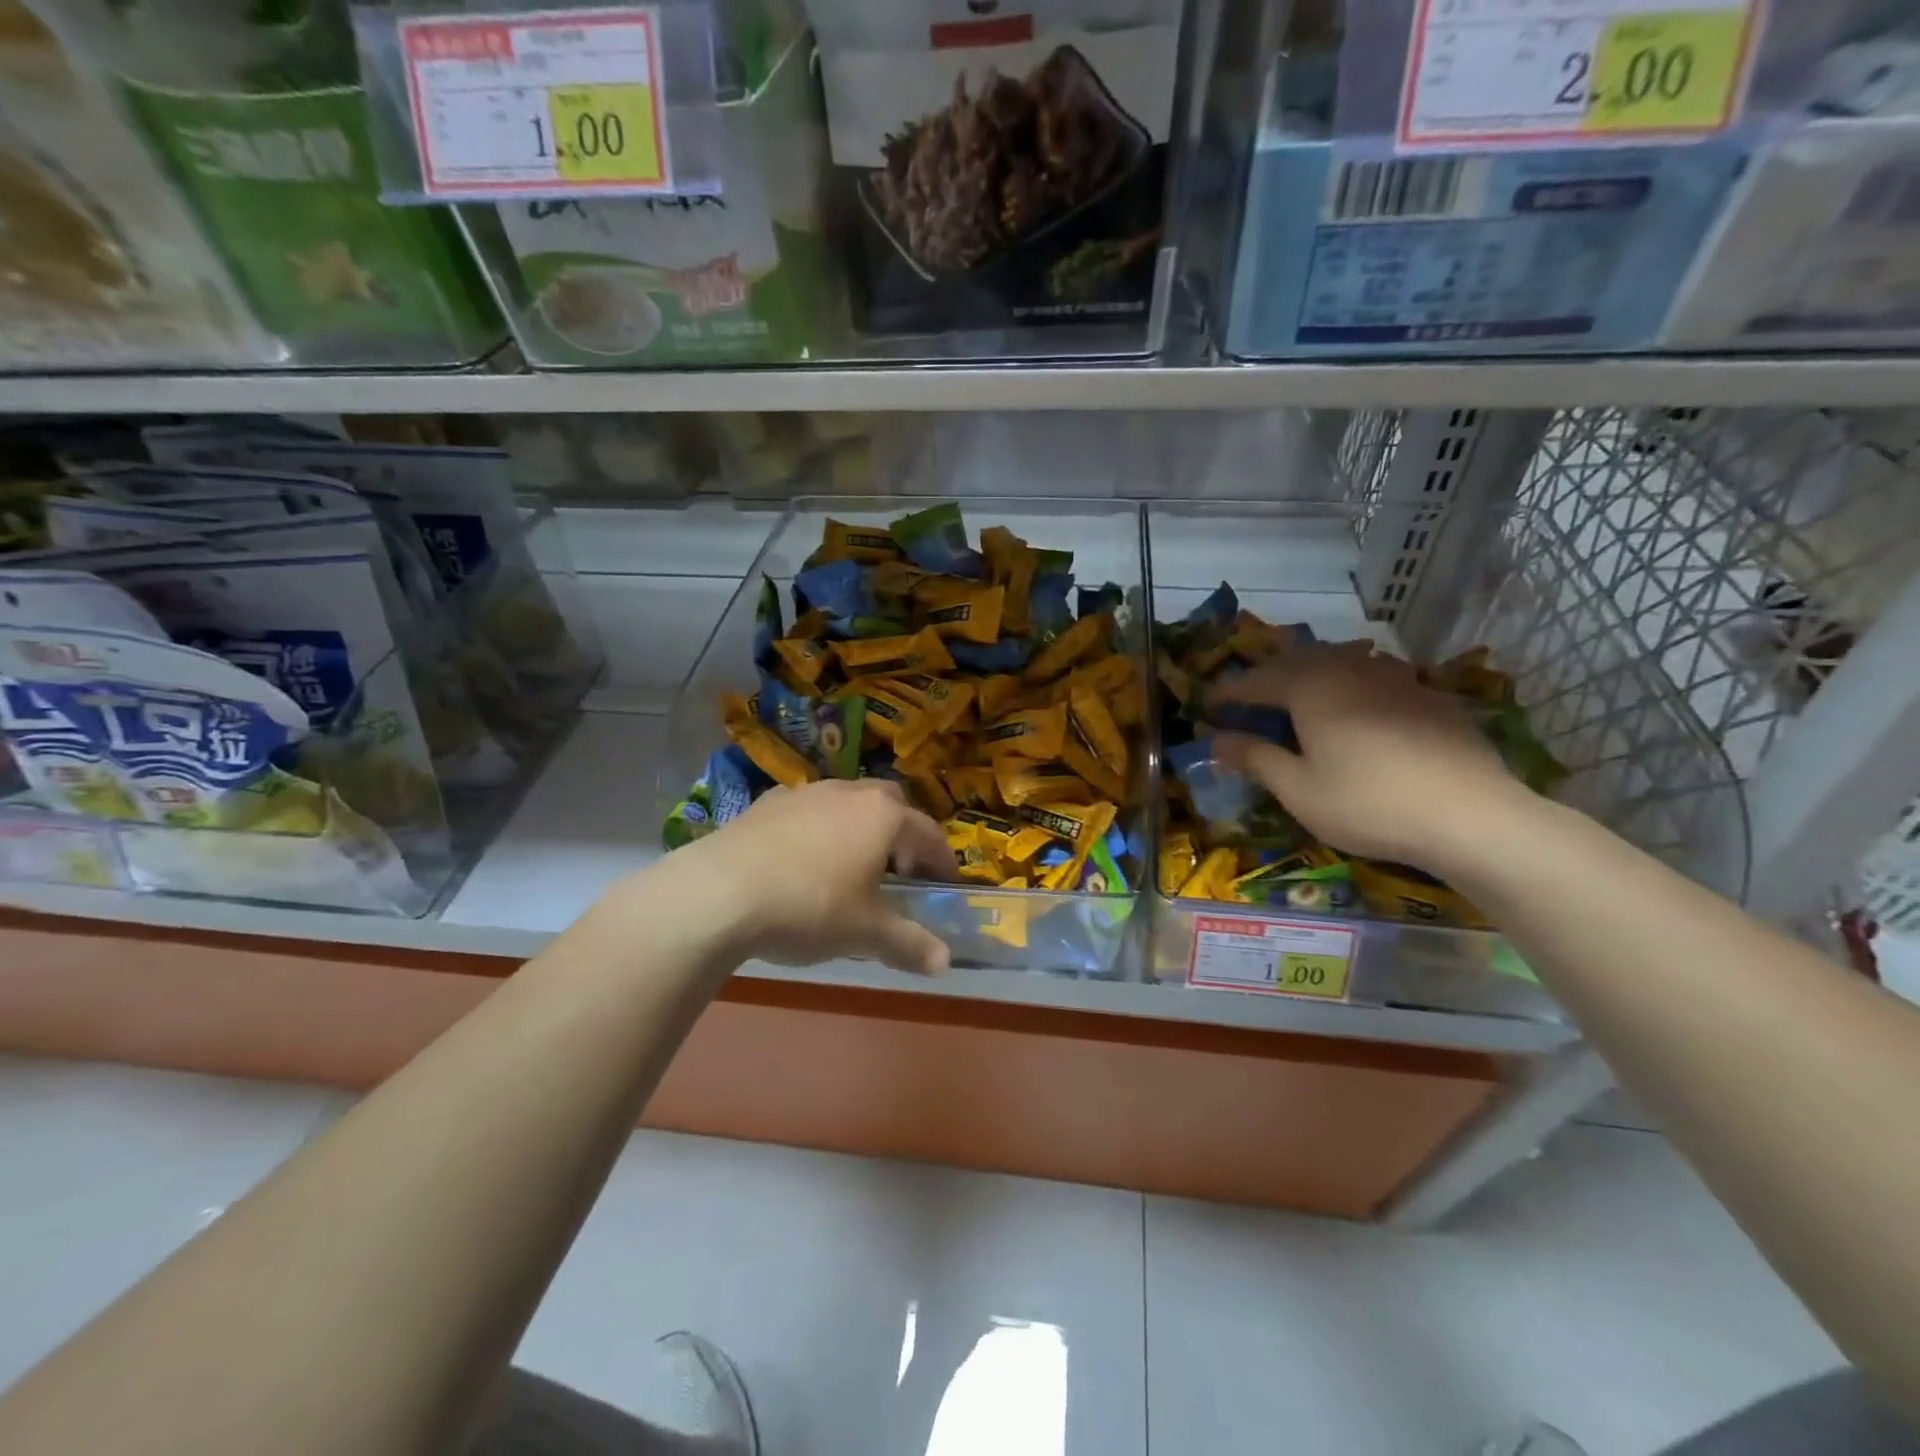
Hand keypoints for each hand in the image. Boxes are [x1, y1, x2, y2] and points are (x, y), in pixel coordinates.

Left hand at [679, 778, 955, 974]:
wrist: (720, 892)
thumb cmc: (810, 907)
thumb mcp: (865, 933)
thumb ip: (908, 944)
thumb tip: (944, 963)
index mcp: (883, 816)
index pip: (928, 833)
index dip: (941, 860)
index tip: (945, 883)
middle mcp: (848, 792)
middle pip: (890, 805)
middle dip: (901, 834)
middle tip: (899, 869)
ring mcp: (804, 793)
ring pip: (846, 803)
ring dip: (858, 828)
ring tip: (849, 866)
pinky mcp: (766, 803)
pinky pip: (806, 812)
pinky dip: (816, 830)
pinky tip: (801, 860)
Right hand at [1211, 644, 1534, 870]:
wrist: (1470, 816)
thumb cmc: (1367, 803)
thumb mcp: (1298, 789)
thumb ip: (1255, 758)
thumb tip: (1218, 740)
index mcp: (1311, 687)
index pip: (1257, 681)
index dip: (1230, 692)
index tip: (1209, 704)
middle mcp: (1350, 670)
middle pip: (1300, 661)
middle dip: (1270, 676)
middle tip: (1253, 698)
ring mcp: (1396, 679)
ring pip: (1343, 663)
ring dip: (1314, 675)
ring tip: (1303, 698)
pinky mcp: (1431, 697)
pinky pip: (1378, 679)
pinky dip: (1354, 688)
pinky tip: (1361, 713)